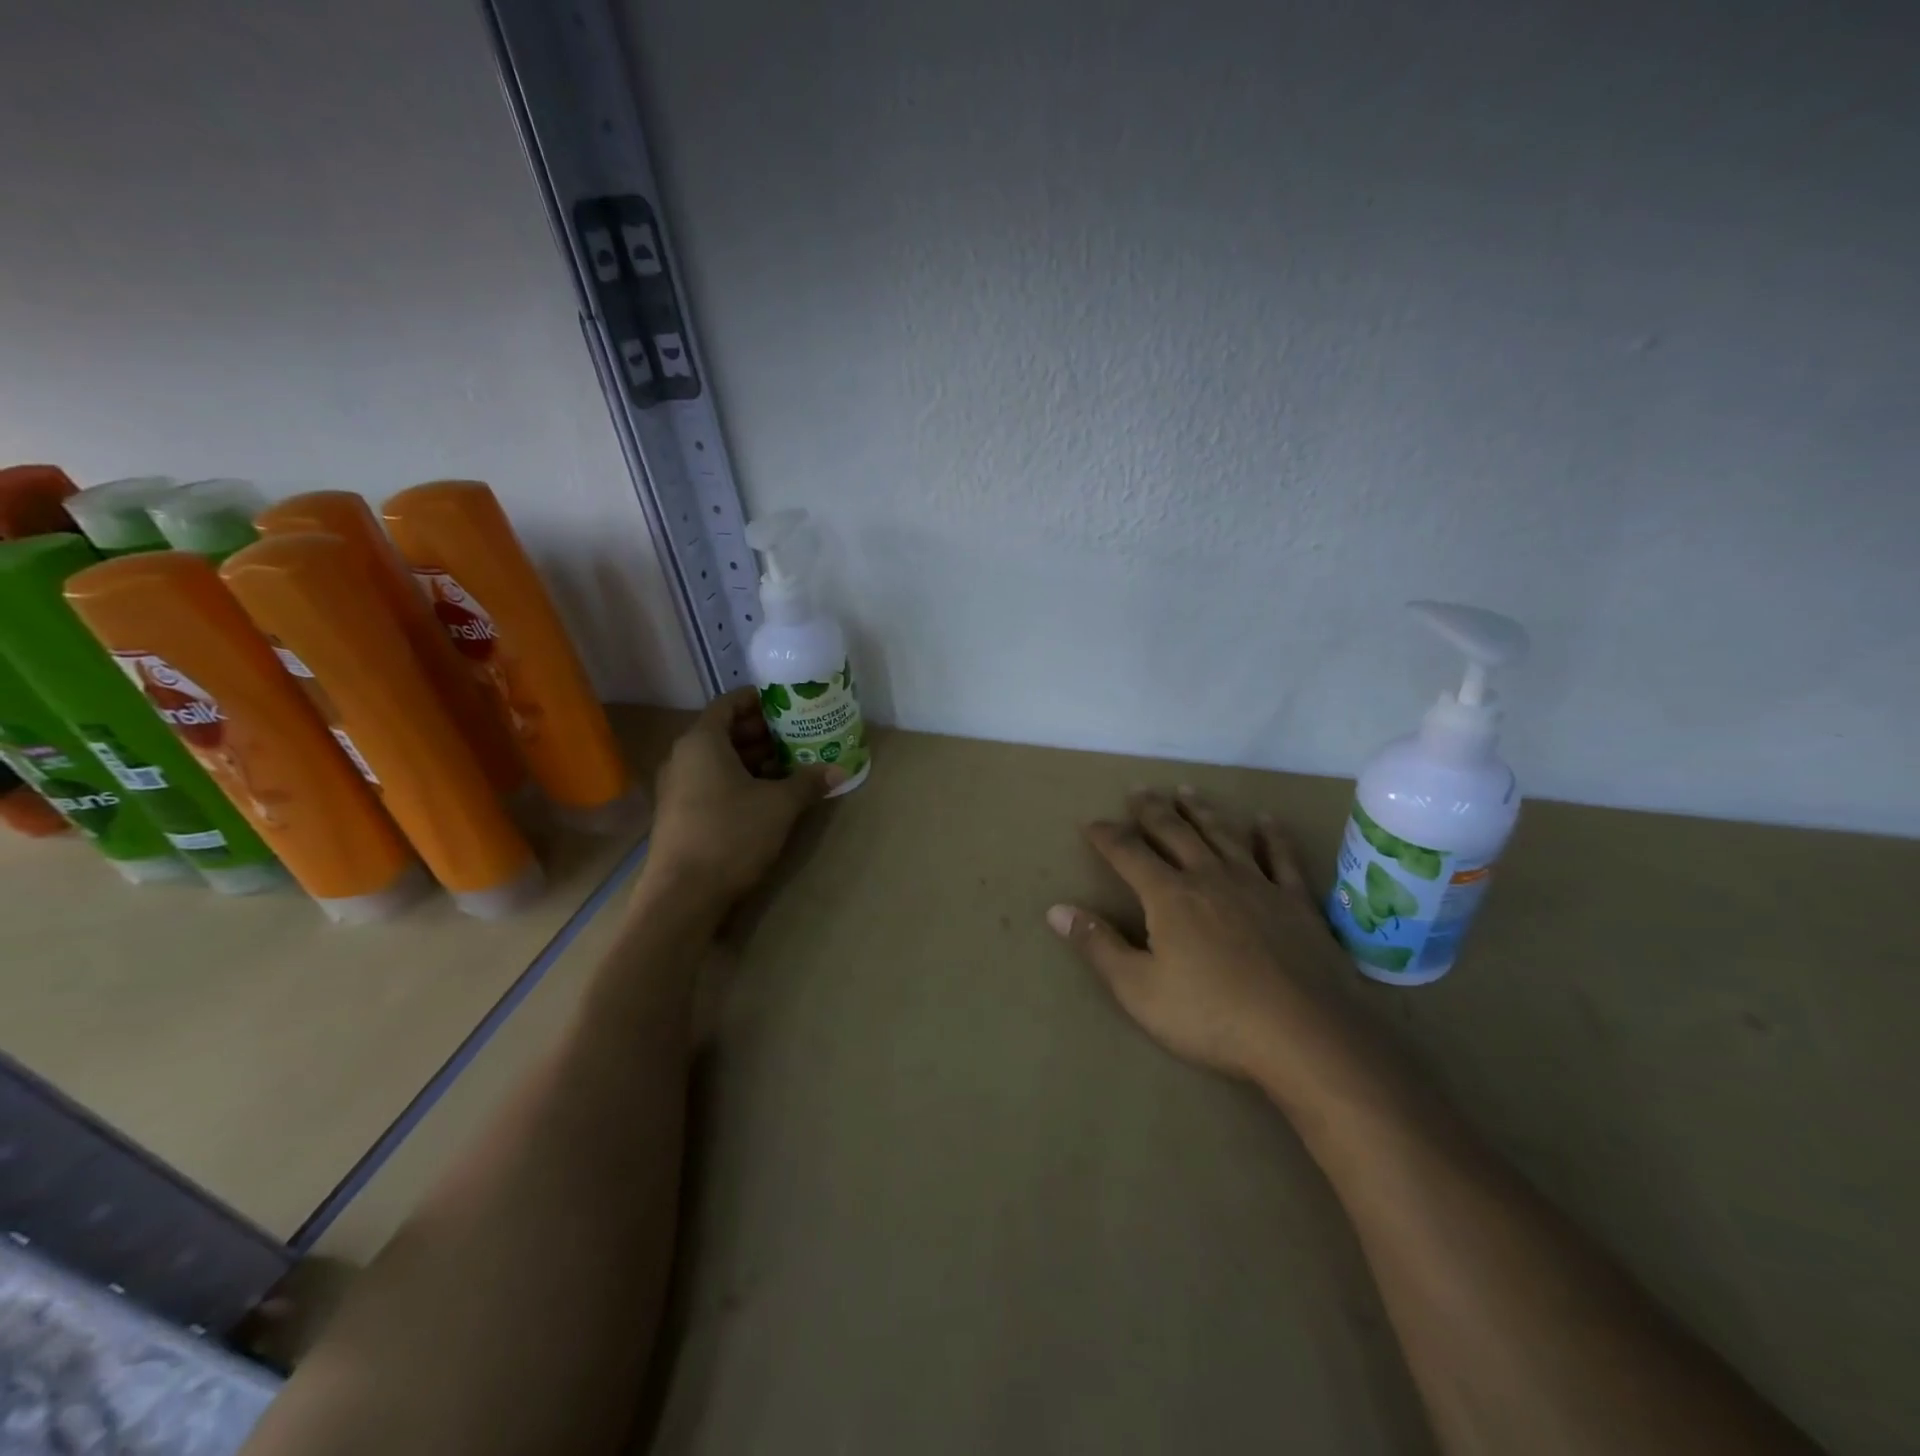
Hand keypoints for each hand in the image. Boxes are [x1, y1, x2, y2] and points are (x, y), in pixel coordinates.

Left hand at [643, 687, 843, 910]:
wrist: (683, 895)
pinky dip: (739, 780)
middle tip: (798, 735)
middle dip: (762, 732)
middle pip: (724, 731)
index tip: (787, 703)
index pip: (729, 703)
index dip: (758, 700)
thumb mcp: (779, 805)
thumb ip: (808, 782)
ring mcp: (678, 787)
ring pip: (719, 760)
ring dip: (754, 759)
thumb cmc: (731, 834)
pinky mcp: (680, 813)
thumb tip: (840, 770)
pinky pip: (712, 782)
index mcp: (702, 742)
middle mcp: (684, 757)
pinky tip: (768, 795)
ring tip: (790, 765)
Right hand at [1048, 788, 1353, 1084]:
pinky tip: (1266, 821)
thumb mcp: (1139, 990)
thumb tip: (1057, 909)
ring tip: (1187, 790)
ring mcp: (1257, 885)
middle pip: (1175, 832)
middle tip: (1139, 790)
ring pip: (1223, 834)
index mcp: (1169, 896)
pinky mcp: (1297, 902)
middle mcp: (1210, 877)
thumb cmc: (1213, 1017)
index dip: (1107, 836)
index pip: (1128, 853)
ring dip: (1202, 810)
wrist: (1306, 1036)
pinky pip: (1281, 858)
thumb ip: (1098, 946)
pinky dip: (1272, 836)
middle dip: (1152, 810)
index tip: (1091, 823)